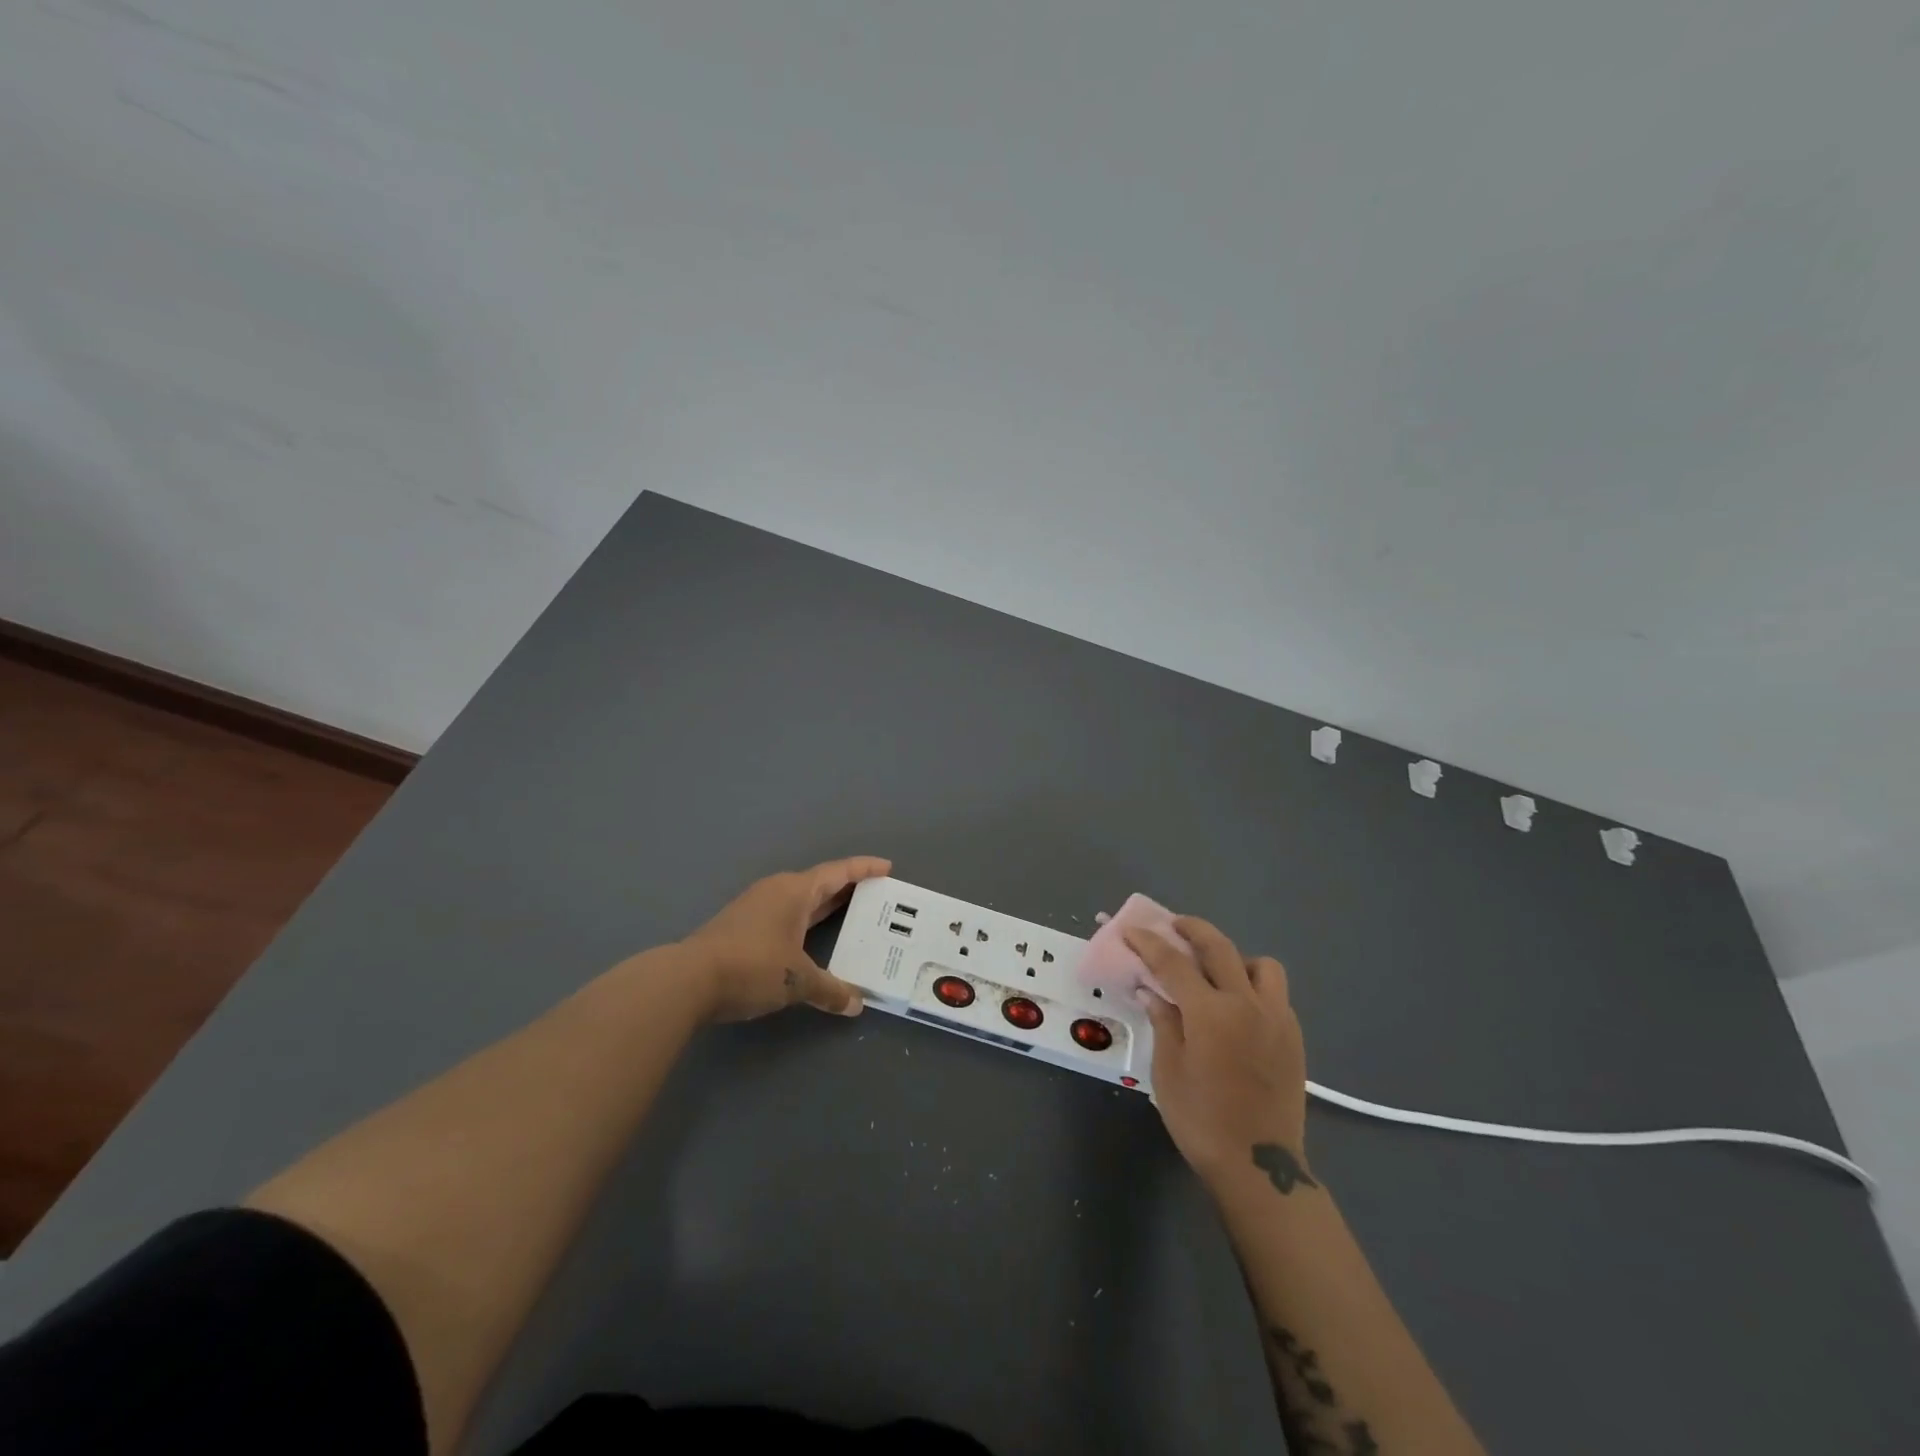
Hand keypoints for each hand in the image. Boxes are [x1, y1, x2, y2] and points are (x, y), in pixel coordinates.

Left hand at [677, 857, 890, 1022]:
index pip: (838, 872)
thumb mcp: (797, 981)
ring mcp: (755, 907)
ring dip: (824, 906)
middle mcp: (776, 891)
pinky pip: (785, 915)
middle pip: (820, 883)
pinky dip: (804, 922)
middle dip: (847, 888)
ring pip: (800, 900)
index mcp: (795, 891)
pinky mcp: (741, 927)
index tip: (886, 868)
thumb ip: (830, 990)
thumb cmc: (751, 967)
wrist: (687, 980)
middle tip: (875, 896)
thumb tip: (855, 1005)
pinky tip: (809, 940)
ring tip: (848, 917)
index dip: (864, 869)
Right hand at [1124, 916, 1310, 1185]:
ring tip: (1217, 973)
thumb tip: (1152, 991)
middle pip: (1219, 947)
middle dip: (1192, 929)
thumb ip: (1164, 1022)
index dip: (1149, 942)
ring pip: (1261, 964)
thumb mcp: (1168, 1071)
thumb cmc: (1202, 1121)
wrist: (1259, 1167)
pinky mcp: (1293, 1036)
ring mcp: (1276, 1018)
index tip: (1131, 931)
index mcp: (1210, 1013)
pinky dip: (1255, 985)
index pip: (1173, 962)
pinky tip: (1239, 1007)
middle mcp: (1247, 1004)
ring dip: (1235, 958)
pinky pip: (1276, 993)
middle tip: (1174, 926)